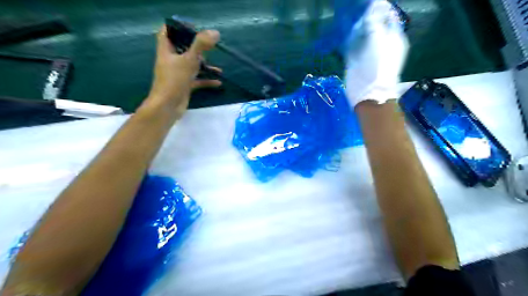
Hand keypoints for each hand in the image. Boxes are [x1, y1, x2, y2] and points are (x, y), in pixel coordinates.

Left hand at [144, 25, 220, 117]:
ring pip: (192, 65)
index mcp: (167, 50)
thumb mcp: (188, 60)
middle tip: (209, 48)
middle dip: (197, 48)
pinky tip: (218, 82)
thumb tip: (215, 32)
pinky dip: (206, 80)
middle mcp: (171, 60)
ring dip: (205, 66)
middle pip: (183, 49)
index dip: (178, 27)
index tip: (193, 28)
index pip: (167, 32)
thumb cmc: (175, 80)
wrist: (168, 106)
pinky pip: (197, 80)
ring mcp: (178, 74)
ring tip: (218, 68)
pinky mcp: (184, 85)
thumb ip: (201, 45)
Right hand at [345, 0, 408, 107]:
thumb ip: (375, 21)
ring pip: (363, 35)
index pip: (387, 16)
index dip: (378, 9)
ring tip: (349, 23)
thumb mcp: (377, 40)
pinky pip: (355, 45)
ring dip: (356, 29)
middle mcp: (383, 43)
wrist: (368, 93)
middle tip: (355, 14)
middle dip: (365, 19)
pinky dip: (350, 40)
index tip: (364, 5)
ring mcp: (370, 52)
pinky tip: (346, 36)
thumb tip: (376, 3)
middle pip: (374, 25)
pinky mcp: (358, 61)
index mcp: (393, 36)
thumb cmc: (376, 67)